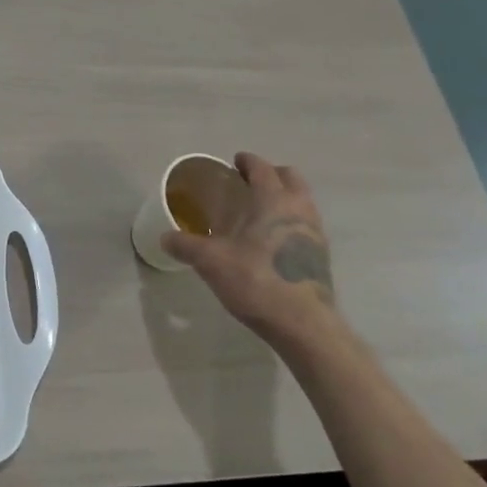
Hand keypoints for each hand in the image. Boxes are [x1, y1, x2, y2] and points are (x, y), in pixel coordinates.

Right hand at [161, 154, 337, 336]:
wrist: (303, 325)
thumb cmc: (256, 280)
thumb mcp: (210, 261)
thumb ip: (185, 245)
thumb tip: (164, 237)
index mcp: (273, 200)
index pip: (262, 168)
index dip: (247, 162)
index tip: (234, 162)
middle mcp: (299, 209)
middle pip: (290, 178)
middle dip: (271, 174)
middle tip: (247, 183)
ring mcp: (315, 233)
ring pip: (302, 201)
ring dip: (283, 197)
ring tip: (258, 212)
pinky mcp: (321, 256)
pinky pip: (305, 224)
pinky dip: (289, 221)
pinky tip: (270, 241)